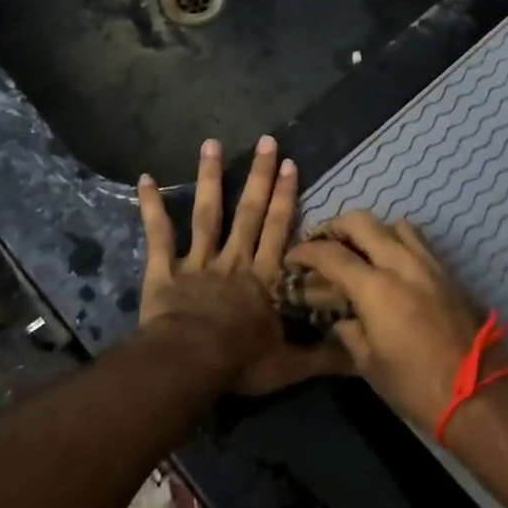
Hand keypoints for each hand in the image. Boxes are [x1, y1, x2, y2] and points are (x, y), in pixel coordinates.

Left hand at [137, 137, 348, 396]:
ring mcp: (198, 263)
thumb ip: (324, 356)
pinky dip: (151, 207)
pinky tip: (145, 179)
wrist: (189, 365)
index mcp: (264, 278)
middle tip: (266, 141)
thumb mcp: (290, 366)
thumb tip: (361, 353)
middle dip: (260, 176)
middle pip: (250, 213)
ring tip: (211, 144)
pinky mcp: (164, 271)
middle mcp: (234, 261)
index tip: (291, 165)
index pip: (280, 230)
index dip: (286, 198)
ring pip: (207, 214)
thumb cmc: (240, 363)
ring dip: (210, 178)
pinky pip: (158, 236)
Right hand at [284, 212, 506, 429]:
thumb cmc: (415, 385)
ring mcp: (428, 264)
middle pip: (362, 222)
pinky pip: (418, 241)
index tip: (294, 258)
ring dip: (372, 230)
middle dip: (337, 226)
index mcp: (376, 288)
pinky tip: (392, 264)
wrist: (477, 393)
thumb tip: (340, 318)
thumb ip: (349, 332)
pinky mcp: (447, 272)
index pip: (332, 254)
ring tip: (360, 250)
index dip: (307, 251)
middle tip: (324, 243)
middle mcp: (401, 264)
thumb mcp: (369, 364)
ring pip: (395, 224)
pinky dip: (398, 242)